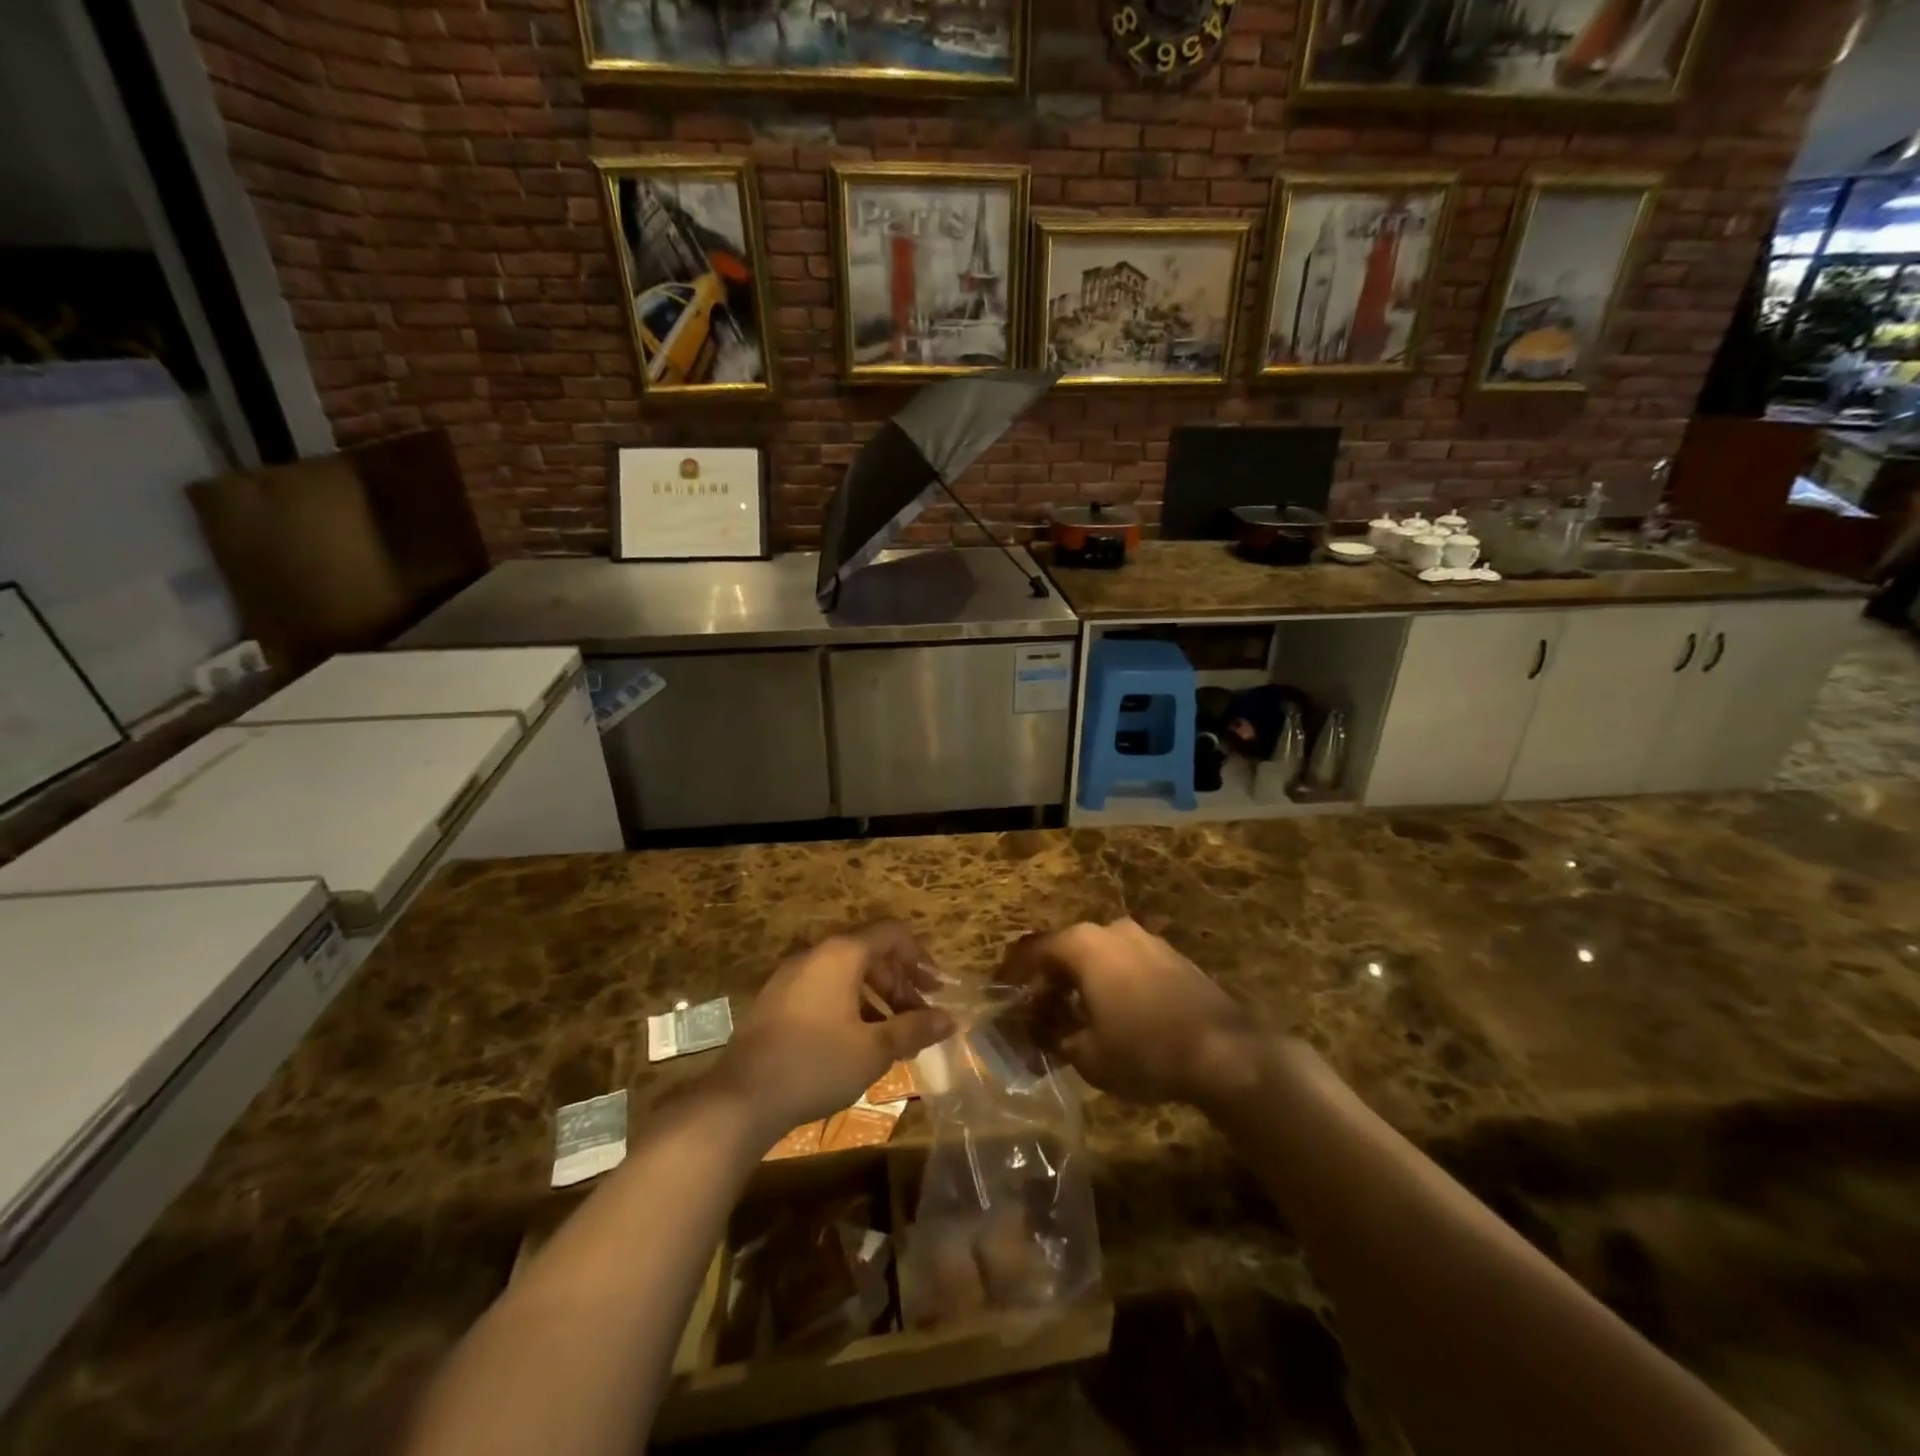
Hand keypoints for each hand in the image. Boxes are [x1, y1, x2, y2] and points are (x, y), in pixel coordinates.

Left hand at [715, 923, 953, 1140]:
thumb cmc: (817, 1064)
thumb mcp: (874, 1049)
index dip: (920, 957)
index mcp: (841, 954)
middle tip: (919, 1017)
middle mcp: (815, 954)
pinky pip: (823, 989)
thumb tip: (950, 1020)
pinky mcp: (775, 1001)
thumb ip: (914, 1028)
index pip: (891, 934)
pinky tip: (856, 1041)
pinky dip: (848, 1004)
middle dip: (900, 982)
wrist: (741, 1099)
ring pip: (845, 973)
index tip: (937, 989)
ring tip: (892, 1034)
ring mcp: (790, 976)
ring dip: (875, 996)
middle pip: (869, 953)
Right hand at [1000, 918, 1258, 1108]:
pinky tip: (1110, 1013)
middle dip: (1046, 979)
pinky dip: (1108, 982)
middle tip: (1033, 1010)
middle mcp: (1111, 930)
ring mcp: (1146, 939)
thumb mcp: (1087, 1055)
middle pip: (1065, 949)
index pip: (1032, 950)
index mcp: (1084, 944)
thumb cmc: (1145, 1050)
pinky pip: (1125, 963)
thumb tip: (1038, 1032)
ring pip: (1097, 955)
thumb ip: (1054, 1037)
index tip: (998, 993)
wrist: (1227, 1053)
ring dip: (1078, 981)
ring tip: (1070, 1015)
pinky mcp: (1171, 956)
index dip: (1011, 973)